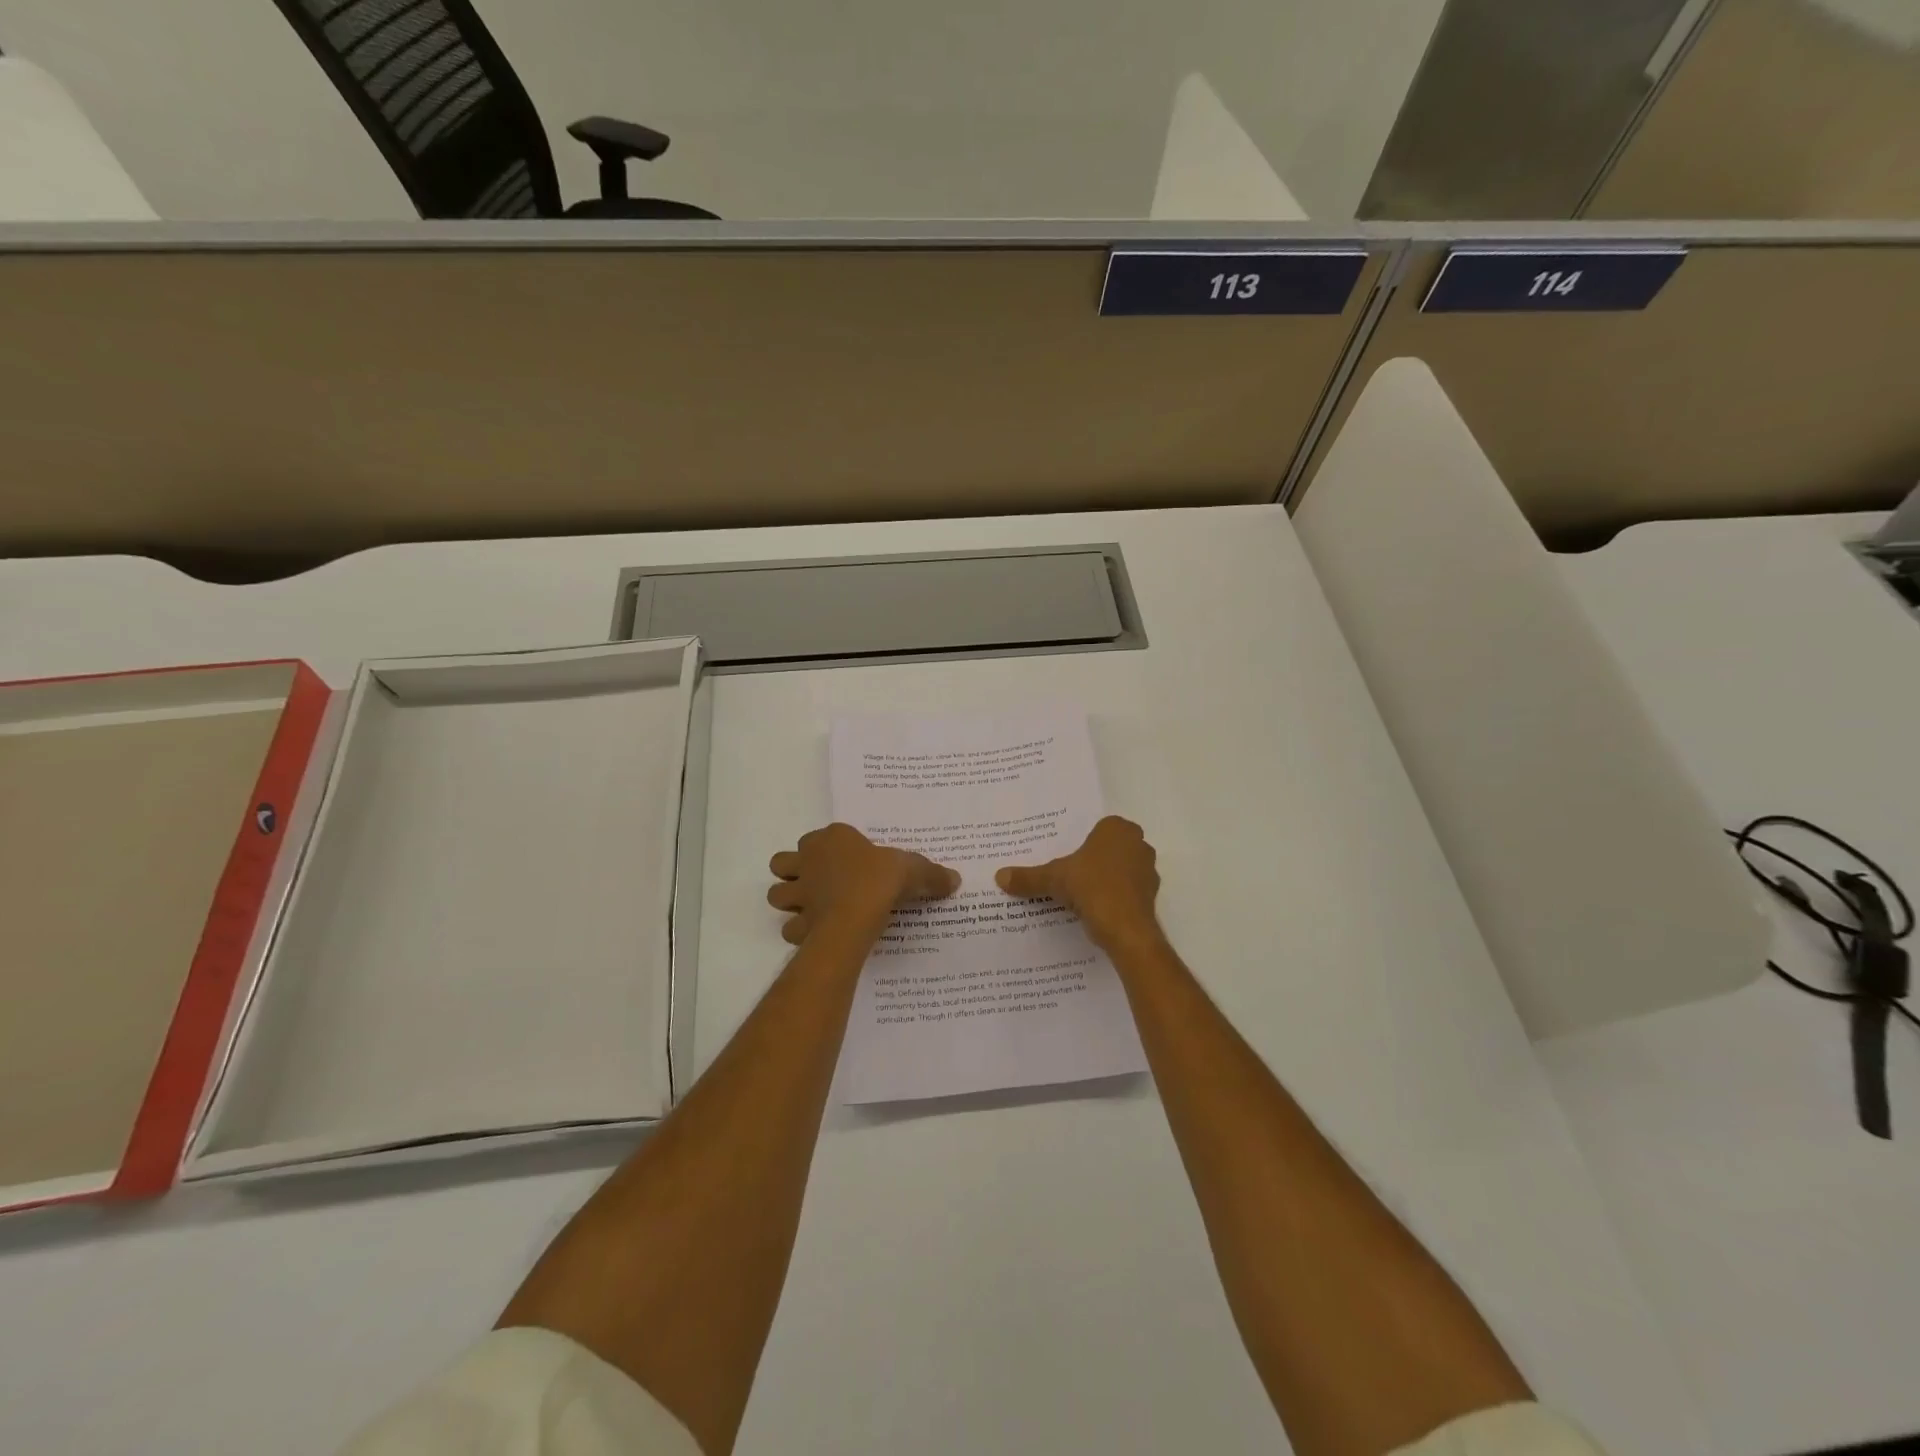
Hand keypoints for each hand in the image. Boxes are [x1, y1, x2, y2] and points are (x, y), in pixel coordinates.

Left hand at [768, 823, 958, 944]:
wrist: (854, 916)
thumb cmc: (880, 880)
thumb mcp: (913, 870)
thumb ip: (932, 874)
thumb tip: (955, 879)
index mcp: (833, 839)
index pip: (822, 836)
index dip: (829, 847)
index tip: (849, 860)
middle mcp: (809, 861)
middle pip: (784, 861)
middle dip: (794, 871)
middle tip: (817, 882)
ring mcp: (799, 893)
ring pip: (777, 893)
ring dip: (789, 899)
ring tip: (810, 908)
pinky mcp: (797, 923)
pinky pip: (790, 927)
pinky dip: (799, 931)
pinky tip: (816, 934)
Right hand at [996, 816, 1161, 952]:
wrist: (1126, 928)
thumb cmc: (1091, 888)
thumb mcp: (1053, 879)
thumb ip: (1028, 877)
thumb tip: (999, 876)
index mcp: (1116, 829)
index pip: (1096, 828)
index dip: (1081, 841)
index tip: (1066, 855)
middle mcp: (1137, 843)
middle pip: (1109, 848)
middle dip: (1093, 859)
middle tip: (1069, 872)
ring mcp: (1148, 869)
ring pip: (1121, 869)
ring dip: (1105, 878)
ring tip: (1080, 893)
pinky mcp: (1151, 895)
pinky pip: (1128, 890)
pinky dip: (1115, 897)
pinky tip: (1096, 909)